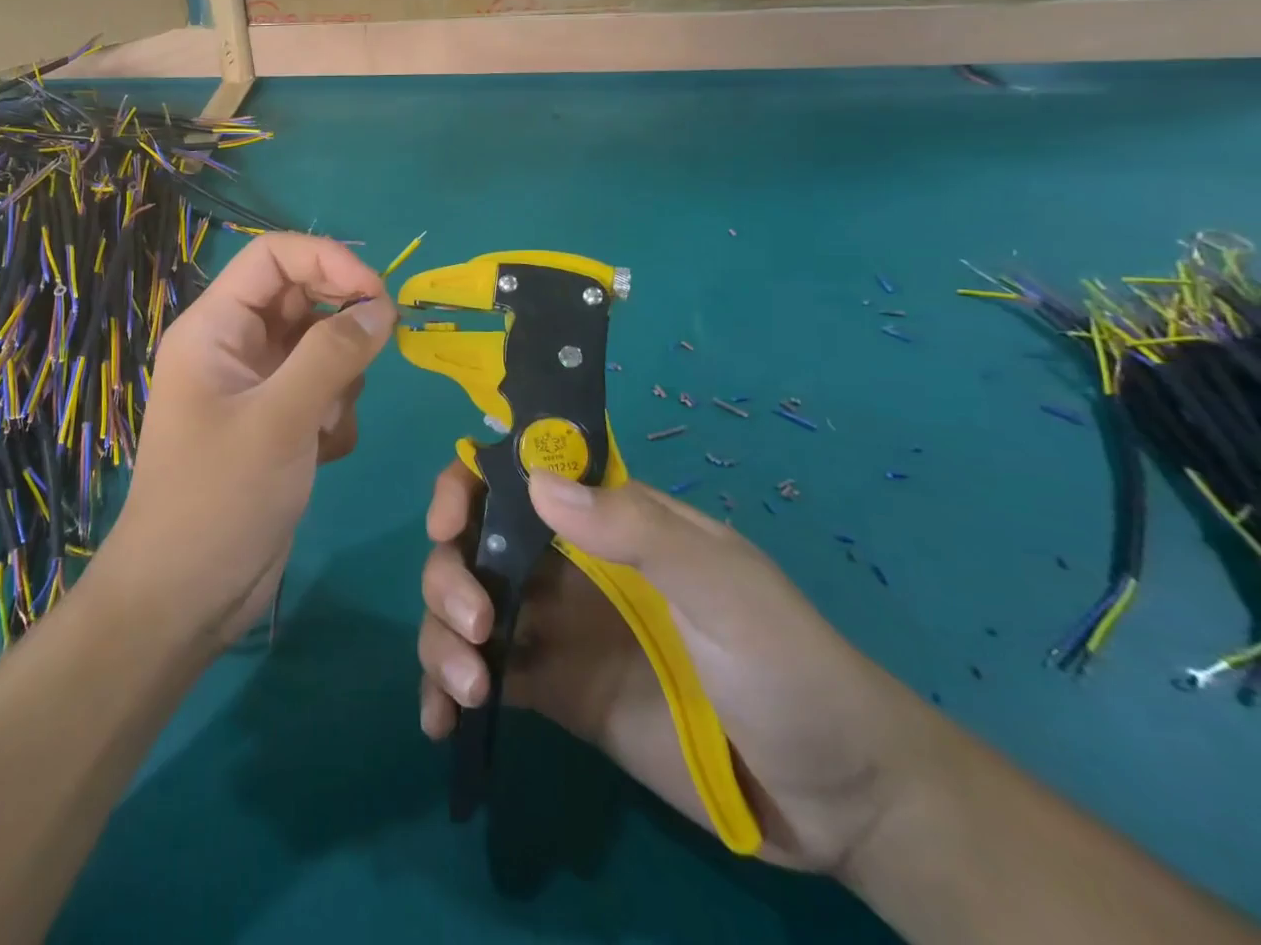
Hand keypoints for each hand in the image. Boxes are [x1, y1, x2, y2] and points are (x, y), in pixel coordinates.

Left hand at [98, 234, 393, 649]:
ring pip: (320, 347)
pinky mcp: (276, 423)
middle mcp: (234, 346)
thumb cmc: (218, 499)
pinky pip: (322, 391)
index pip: (273, 256)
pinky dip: (333, 415)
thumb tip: (382, 306)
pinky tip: (321, 454)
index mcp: (214, 327)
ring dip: (340, 380)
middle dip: (341, 327)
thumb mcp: (280, 420)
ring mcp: (256, 386)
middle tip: (372, 359)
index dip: (328, 259)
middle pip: (302, 298)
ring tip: (323, 426)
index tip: (378, 294)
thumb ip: (333, 355)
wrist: (186, 597)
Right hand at [417, 464, 942, 874]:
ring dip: (440, 634)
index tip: (448, 524)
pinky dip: (446, 691)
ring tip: (467, 686)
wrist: (839, 801)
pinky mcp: (552, 694)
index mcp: (603, 520)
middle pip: (472, 544)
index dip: (467, 486)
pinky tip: (440, 722)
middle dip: (449, 573)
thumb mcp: (726, 587)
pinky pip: (481, 676)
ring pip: (464, 607)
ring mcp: (554, 631)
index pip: (514, 478)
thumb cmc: (789, 666)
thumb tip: (538, 483)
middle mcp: (565, 566)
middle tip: (472, 625)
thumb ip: (638, 530)